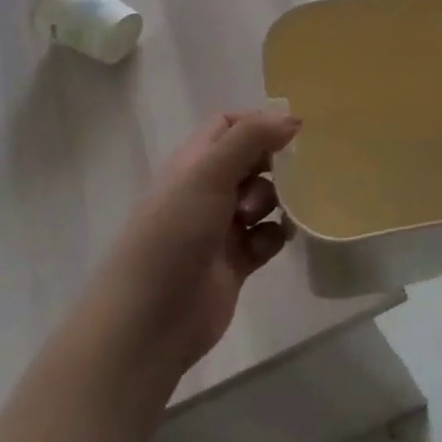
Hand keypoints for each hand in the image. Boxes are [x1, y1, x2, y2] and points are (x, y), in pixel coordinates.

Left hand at [95, 108, 299, 380]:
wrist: (148, 324)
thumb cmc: (173, 236)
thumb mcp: (208, 175)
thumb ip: (250, 139)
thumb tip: (293, 118)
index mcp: (193, 164)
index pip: (227, 125)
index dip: (257, 123)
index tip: (289, 132)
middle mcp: (206, 191)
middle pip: (251, 160)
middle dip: (273, 163)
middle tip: (292, 173)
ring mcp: (221, 228)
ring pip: (263, 198)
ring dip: (275, 200)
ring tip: (262, 217)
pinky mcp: (236, 263)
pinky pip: (267, 237)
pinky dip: (274, 236)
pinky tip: (270, 243)